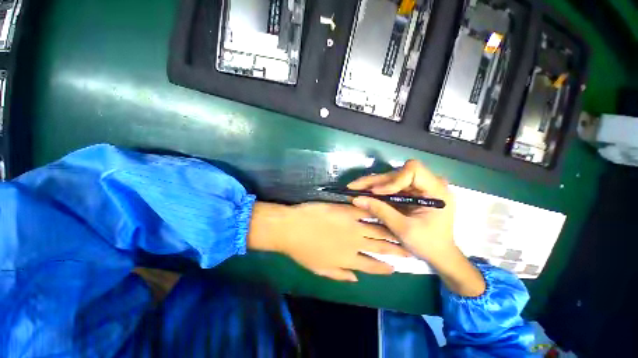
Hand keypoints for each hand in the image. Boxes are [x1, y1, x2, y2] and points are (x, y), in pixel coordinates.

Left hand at [248, 202, 409, 281]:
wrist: (292, 228)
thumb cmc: (302, 251)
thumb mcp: (320, 269)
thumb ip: (340, 275)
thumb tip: (356, 278)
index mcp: (348, 259)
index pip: (372, 265)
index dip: (385, 268)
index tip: (395, 268)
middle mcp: (355, 242)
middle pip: (380, 246)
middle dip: (396, 249)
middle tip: (408, 249)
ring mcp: (352, 224)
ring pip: (377, 228)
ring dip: (390, 230)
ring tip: (401, 230)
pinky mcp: (346, 210)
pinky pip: (364, 210)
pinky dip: (374, 211)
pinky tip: (383, 210)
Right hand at [347, 160, 454, 263]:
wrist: (439, 255)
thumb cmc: (427, 244)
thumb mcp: (402, 229)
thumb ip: (380, 211)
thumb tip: (356, 199)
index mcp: (436, 190)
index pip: (413, 171)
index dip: (393, 179)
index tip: (376, 192)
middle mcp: (429, 183)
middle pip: (397, 173)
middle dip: (375, 181)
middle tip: (353, 187)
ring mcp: (419, 187)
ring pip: (391, 178)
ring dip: (372, 184)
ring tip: (355, 189)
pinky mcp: (411, 192)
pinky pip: (391, 186)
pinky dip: (377, 190)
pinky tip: (364, 193)